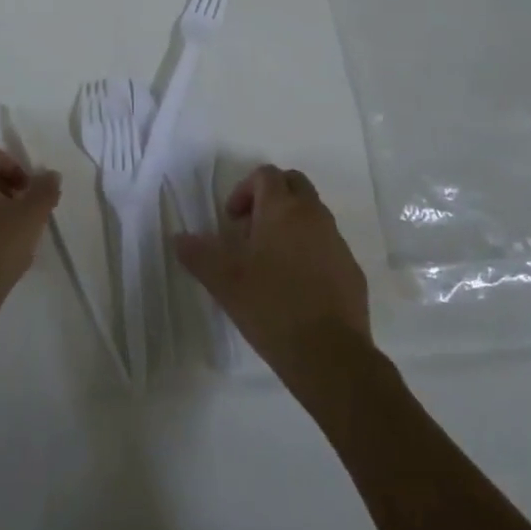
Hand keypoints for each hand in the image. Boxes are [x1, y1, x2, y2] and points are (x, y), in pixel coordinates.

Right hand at [176, 165, 370, 378]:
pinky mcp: (351, 269)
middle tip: (249, 230)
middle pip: (294, 184)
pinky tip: (294, 287)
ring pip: (312, 214)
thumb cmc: (271, 306)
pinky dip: (309, 250)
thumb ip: (198, 254)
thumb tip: (179, 238)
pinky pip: (327, 244)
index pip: (265, 174)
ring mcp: (337, 242)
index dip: (243, 189)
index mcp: (283, 209)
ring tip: (268, 262)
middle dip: (270, 198)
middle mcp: (314, 216)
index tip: (231, 221)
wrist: (330, 355)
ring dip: (289, 224)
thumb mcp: (224, 281)